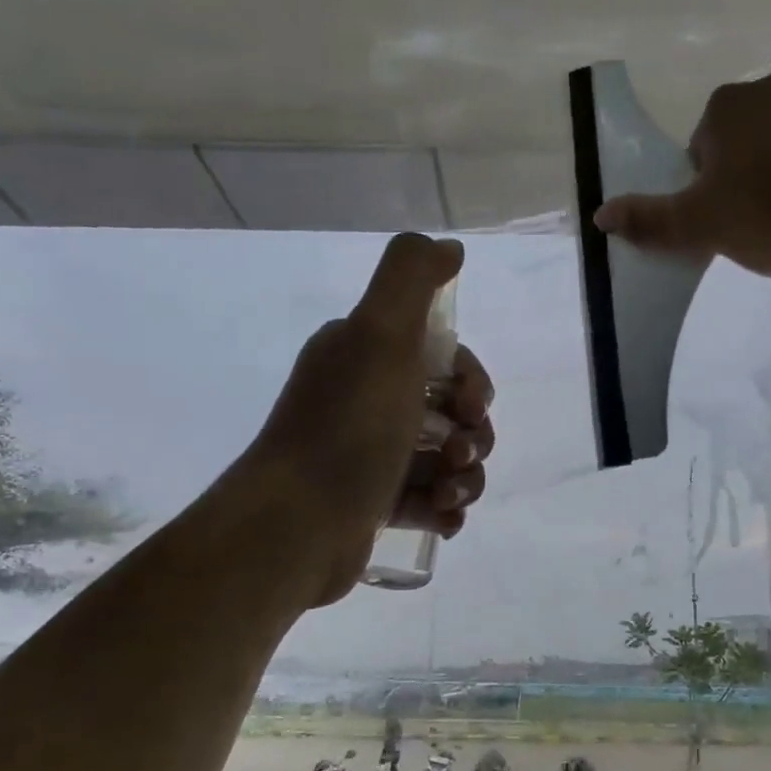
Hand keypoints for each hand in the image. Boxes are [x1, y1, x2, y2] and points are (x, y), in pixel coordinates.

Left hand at [241, 233, 494, 605]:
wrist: (297, 523)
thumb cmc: (348, 427)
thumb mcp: (381, 335)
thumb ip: (413, 277)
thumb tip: (450, 248)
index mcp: (366, 356)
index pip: (444, 359)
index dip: (472, 381)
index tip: (471, 406)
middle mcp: (367, 400)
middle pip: (452, 412)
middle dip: (473, 435)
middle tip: (458, 455)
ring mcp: (370, 455)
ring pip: (446, 460)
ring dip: (464, 478)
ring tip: (449, 497)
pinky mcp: (374, 504)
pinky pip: (429, 501)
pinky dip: (445, 510)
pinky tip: (442, 520)